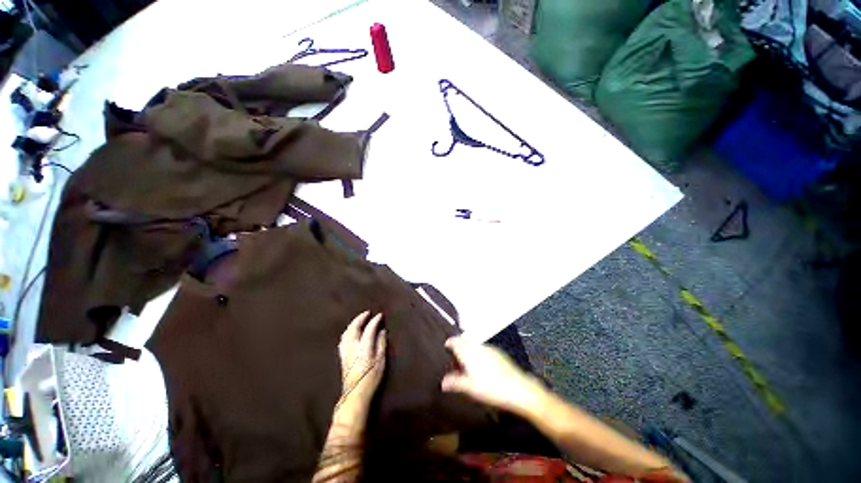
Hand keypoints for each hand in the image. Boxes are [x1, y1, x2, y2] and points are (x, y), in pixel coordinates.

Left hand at [337, 311, 386, 416]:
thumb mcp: (381, 361)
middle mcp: (352, 347)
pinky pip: (343, 339)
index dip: (375, 320)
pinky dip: (348, 331)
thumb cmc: (371, 378)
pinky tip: (350, 332)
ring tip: (359, 319)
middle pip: (354, 327)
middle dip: (360, 318)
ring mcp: (345, 351)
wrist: (355, 394)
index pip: (369, 329)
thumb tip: (382, 331)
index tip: (380, 315)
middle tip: (367, 313)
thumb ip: (381, 344)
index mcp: (364, 347)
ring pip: (347, 332)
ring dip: (353, 323)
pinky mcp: (342, 356)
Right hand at [442, 336, 546, 415]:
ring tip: (468, 366)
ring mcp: (489, 348)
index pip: (455, 341)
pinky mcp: (498, 353)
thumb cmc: (492, 388)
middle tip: (455, 361)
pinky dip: (478, 354)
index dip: (449, 343)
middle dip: (459, 348)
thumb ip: (455, 383)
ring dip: (468, 351)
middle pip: (464, 342)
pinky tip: (482, 367)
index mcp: (469, 352)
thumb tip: (443, 382)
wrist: (518, 389)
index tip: (446, 347)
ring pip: (474, 345)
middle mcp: (478, 347)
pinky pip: (483, 349)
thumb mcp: (470, 388)